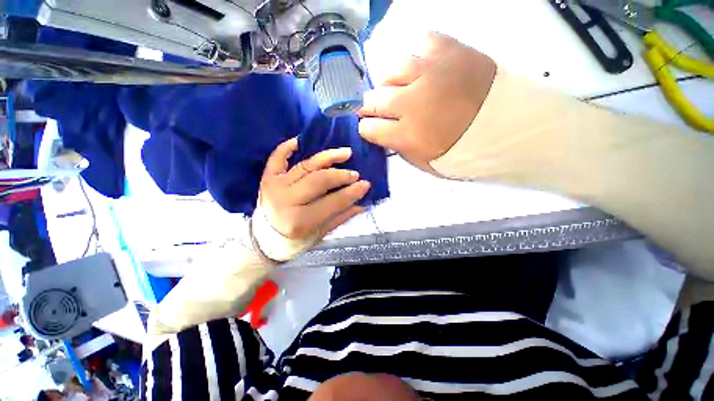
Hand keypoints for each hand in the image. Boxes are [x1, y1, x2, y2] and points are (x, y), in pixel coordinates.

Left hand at [259, 138, 369, 239]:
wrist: (264, 239)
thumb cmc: (295, 240)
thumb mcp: (320, 233)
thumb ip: (340, 218)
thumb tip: (362, 205)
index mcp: (300, 221)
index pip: (333, 202)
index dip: (352, 193)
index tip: (366, 184)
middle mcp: (286, 201)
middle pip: (319, 180)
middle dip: (341, 175)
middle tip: (355, 173)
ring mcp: (275, 186)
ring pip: (306, 166)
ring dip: (327, 158)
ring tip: (345, 153)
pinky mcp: (268, 178)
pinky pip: (277, 158)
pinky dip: (287, 147)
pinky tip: (300, 140)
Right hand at [358, 32, 496, 173]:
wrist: (507, 127)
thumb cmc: (463, 151)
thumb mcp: (425, 163)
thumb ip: (400, 150)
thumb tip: (384, 135)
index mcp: (406, 135)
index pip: (368, 128)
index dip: (366, 129)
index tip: (371, 129)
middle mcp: (411, 102)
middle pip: (373, 99)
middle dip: (371, 107)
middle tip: (379, 110)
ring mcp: (429, 73)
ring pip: (391, 70)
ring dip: (391, 83)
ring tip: (402, 89)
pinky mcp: (449, 51)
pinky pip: (421, 43)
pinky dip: (418, 56)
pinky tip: (424, 69)